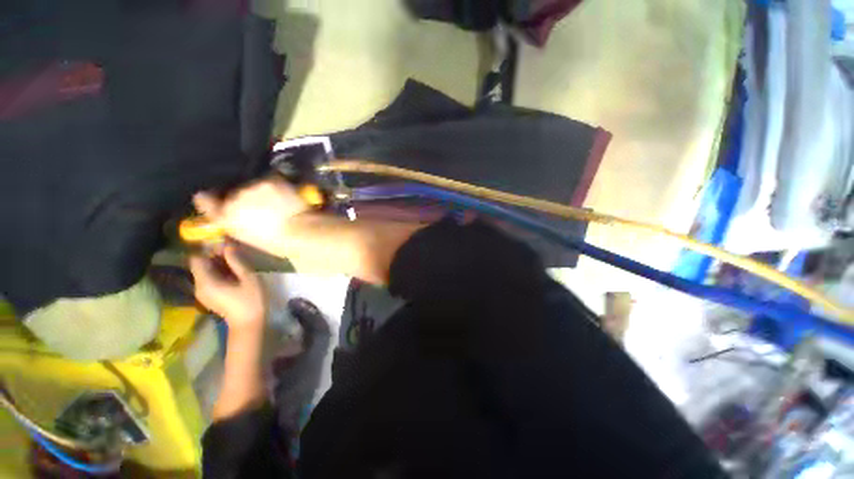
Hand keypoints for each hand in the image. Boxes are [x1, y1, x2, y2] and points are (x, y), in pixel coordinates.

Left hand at [189, 245, 265, 329]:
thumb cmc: (251, 300)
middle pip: (200, 264)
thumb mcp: (248, 278)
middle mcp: (199, 286)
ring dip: (217, 263)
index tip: (223, 244)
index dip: (207, 249)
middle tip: (233, 251)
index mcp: (206, 282)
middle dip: (214, 255)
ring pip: (205, 271)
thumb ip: (237, 261)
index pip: (196, 258)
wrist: (249, 323)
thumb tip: (228, 245)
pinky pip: (209, 278)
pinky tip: (233, 272)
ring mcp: (202, 292)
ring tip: (235, 260)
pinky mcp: (208, 295)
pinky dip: (218, 271)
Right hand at [194, 177, 309, 255]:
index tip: (218, 199)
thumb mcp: (249, 237)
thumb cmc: (277, 242)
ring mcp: (253, 187)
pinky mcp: (271, 180)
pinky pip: (271, 180)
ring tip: (278, 201)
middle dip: (245, 197)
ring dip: (262, 191)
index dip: (212, 198)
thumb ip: (237, 223)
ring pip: (254, 185)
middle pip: (235, 191)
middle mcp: (234, 198)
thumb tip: (237, 217)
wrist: (299, 230)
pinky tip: (286, 195)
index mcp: (225, 216)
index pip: (205, 200)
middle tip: (262, 205)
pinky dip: (277, 186)